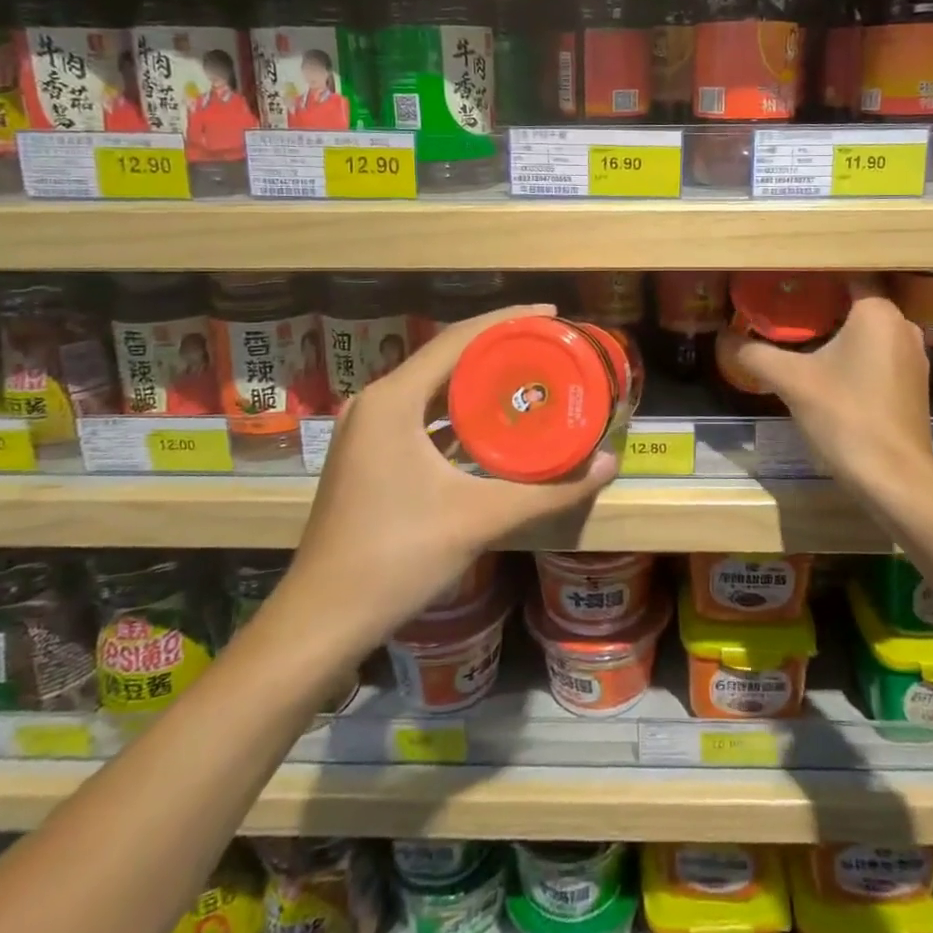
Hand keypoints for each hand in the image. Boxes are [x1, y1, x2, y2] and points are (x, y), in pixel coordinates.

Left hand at [276, 305, 617, 647]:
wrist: (322, 618)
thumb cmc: (397, 557)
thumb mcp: (479, 518)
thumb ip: (548, 491)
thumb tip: (609, 464)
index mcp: (393, 400)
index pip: (458, 340)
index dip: (507, 321)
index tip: (552, 313)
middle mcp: (375, 403)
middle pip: (446, 357)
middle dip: (498, 347)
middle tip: (549, 345)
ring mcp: (366, 430)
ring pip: (432, 387)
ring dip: (477, 380)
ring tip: (528, 374)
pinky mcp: (368, 455)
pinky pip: (421, 415)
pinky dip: (458, 411)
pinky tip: (492, 423)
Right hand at [734, 278, 932, 511]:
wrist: (893, 477)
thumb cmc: (845, 415)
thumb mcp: (792, 381)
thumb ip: (756, 355)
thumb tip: (725, 339)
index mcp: (878, 312)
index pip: (847, 275)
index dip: (814, 277)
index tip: (785, 281)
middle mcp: (903, 326)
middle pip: (856, 303)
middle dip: (822, 305)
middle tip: (784, 309)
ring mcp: (913, 357)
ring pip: (869, 331)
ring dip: (838, 332)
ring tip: (800, 337)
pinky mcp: (913, 384)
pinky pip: (878, 355)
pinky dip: (855, 355)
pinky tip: (828, 370)